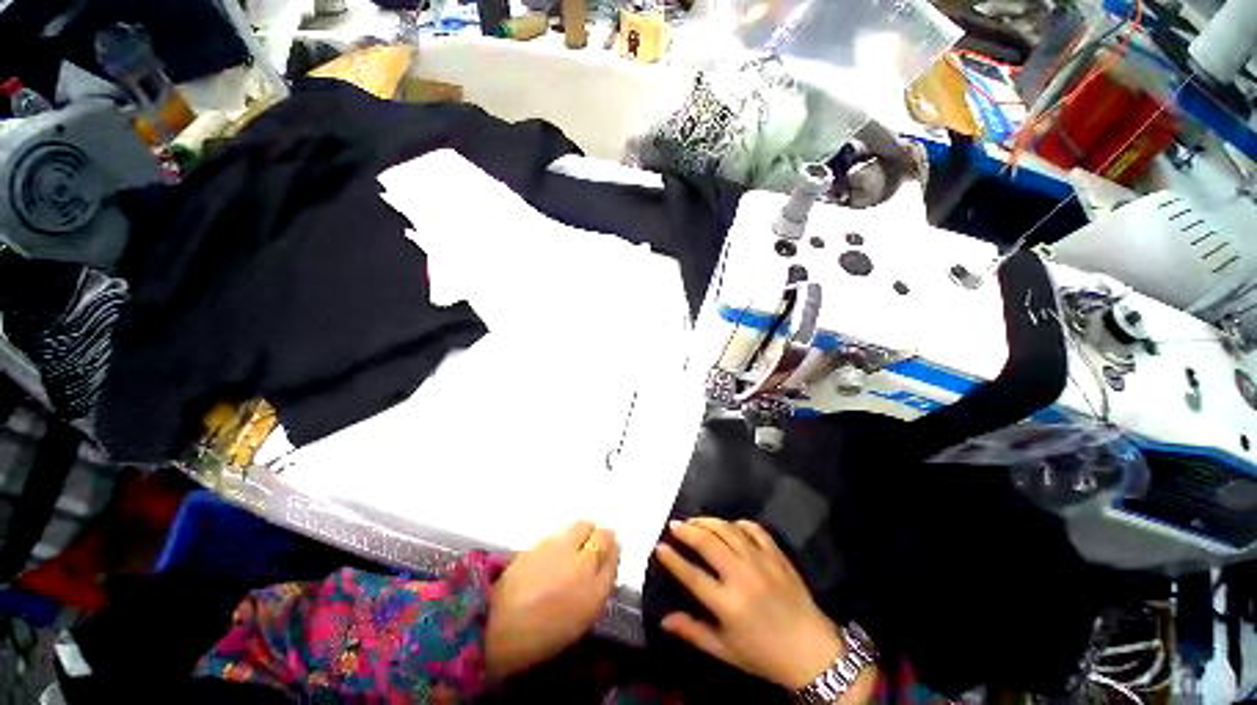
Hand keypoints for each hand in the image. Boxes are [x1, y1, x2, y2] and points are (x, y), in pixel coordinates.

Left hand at [485, 521, 618, 679]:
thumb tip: (602, 567)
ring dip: (583, 534)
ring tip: (573, 549)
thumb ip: (595, 590)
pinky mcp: (542, 540)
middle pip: (603, 535)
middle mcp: (583, 564)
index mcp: (595, 592)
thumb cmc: (540, 635)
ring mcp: (563, 549)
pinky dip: (565, 538)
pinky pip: (563, 532)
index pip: (614, 556)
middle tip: (592, 549)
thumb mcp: (578, 621)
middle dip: (601, 538)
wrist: (495, 626)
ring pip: (584, 526)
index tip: (606, 557)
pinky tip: (554, 554)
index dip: (612, 553)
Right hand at [655, 518, 868, 693]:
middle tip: (674, 524)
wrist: (813, 652)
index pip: (692, 575)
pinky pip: (754, 529)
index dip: (672, 558)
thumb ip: (693, 632)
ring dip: (708, 521)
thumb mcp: (725, 651)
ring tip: (695, 520)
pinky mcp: (777, 555)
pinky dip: (738, 523)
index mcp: (728, 604)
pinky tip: (729, 525)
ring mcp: (761, 562)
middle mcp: (742, 577)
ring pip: (728, 530)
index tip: (659, 546)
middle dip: (687, 530)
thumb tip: (663, 619)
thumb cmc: (764, 655)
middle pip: (707, 543)